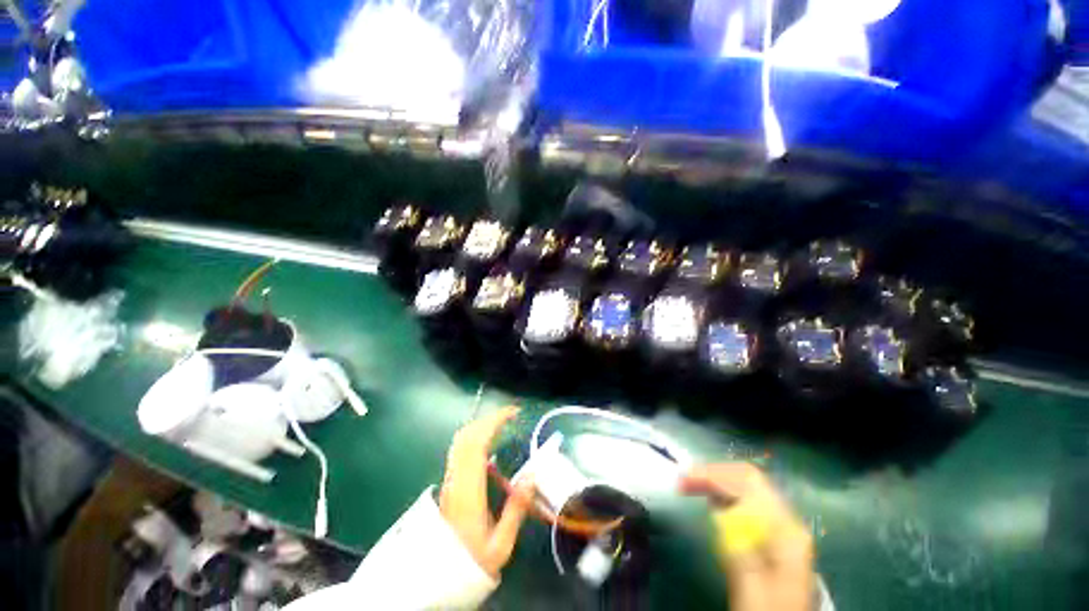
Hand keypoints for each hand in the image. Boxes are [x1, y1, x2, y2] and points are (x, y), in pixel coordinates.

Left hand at [439, 407, 534, 577]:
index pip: (477, 443)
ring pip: (460, 440)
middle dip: (489, 419)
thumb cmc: (471, 561)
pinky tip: (487, 441)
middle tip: (510, 416)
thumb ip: (516, 509)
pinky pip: (459, 449)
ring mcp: (449, 479)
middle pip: (467, 435)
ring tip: (501, 424)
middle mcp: (455, 479)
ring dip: (481, 425)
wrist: (439, 578)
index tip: (513, 414)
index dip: (494, 422)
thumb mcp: (500, 545)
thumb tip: (532, 476)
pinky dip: (474, 435)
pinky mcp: (448, 482)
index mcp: (468, 490)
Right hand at [680, 463, 813, 610]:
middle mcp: (785, 522)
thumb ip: (739, 548)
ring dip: (716, 482)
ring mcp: (779, 529)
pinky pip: (745, 503)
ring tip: (689, 485)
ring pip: (746, 489)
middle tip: (683, 480)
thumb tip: (718, 510)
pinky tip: (709, 500)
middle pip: (748, 480)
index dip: (716, 473)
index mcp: (785, 531)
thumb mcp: (752, 588)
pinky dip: (723, 495)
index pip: (750, 482)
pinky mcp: (770, 537)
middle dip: (713, 474)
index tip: (686, 478)